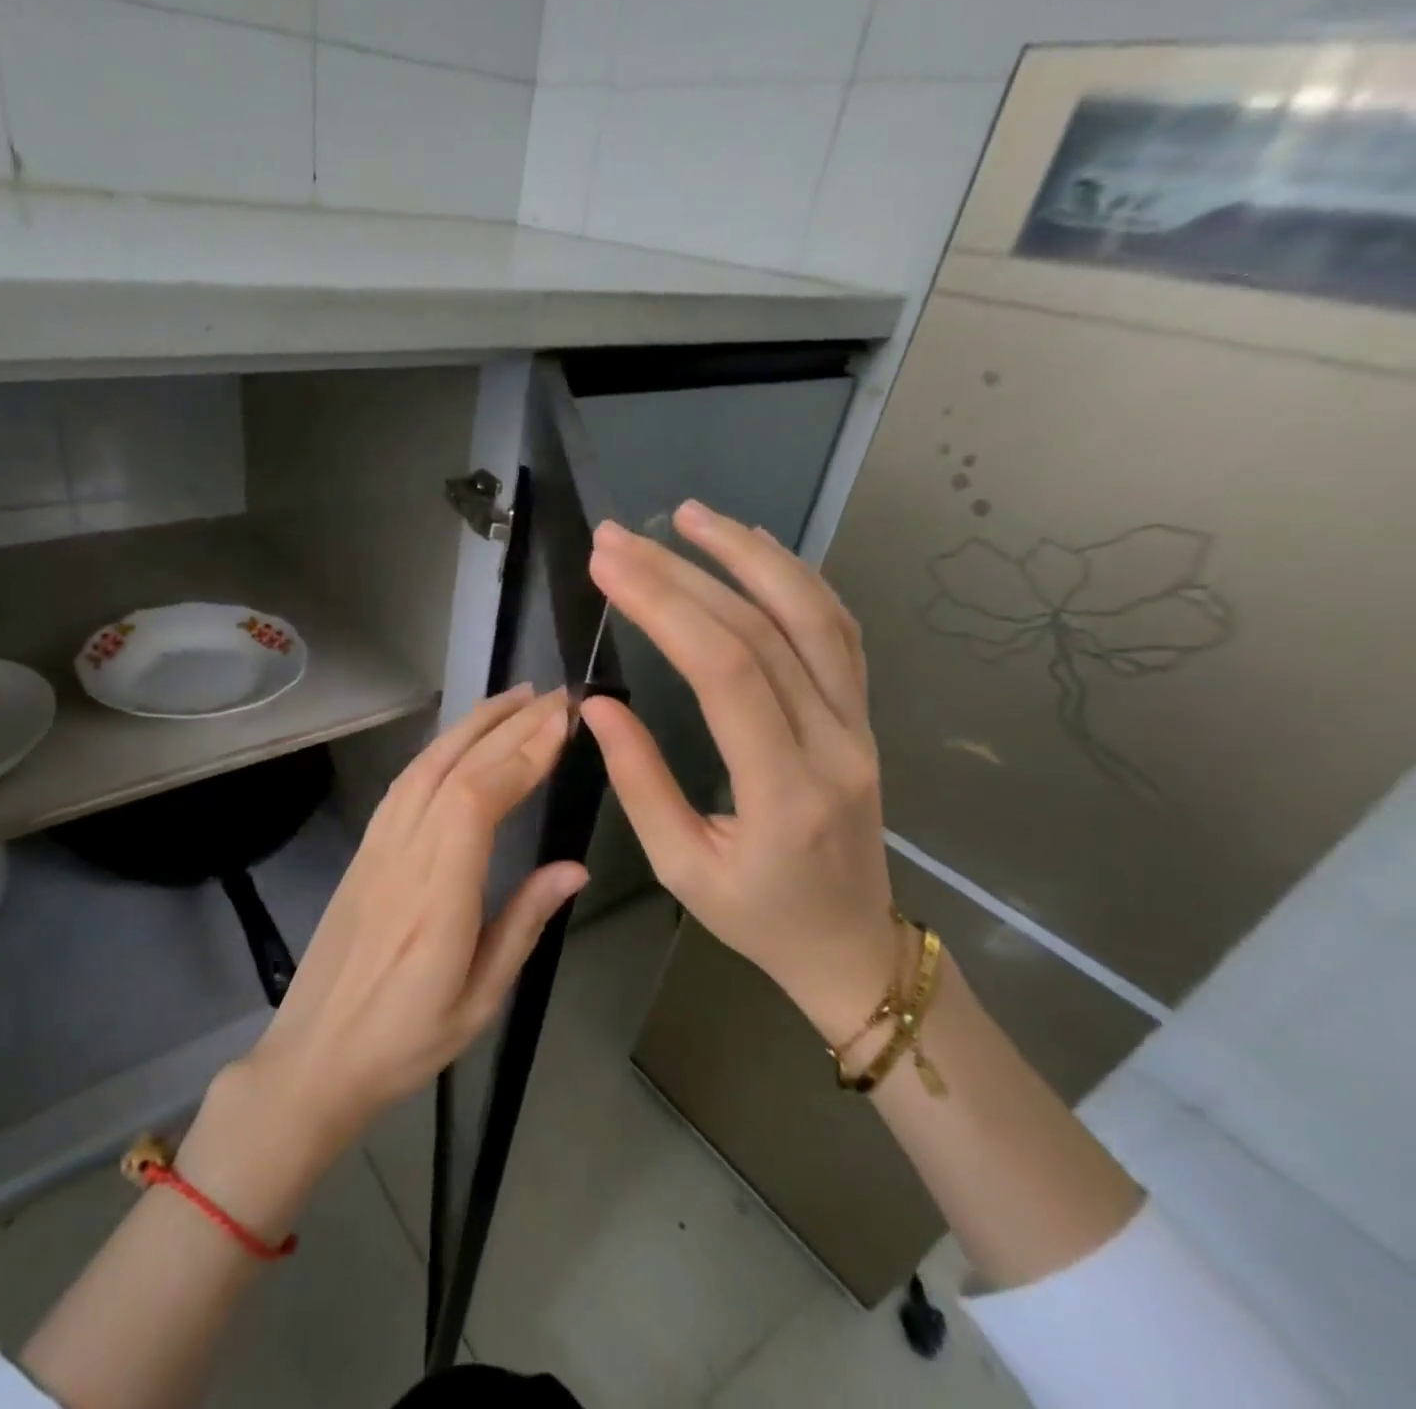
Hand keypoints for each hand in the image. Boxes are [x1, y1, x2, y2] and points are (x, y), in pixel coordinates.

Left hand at [243, 685, 585, 1154]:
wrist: (314, 1057)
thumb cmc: (404, 1041)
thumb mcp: (480, 999)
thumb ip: (523, 923)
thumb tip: (574, 867)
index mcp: (437, 893)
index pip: (478, 796)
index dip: (521, 751)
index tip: (564, 721)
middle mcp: (403, 853)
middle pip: (455, 767)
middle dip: (509, 723)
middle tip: (556, 695)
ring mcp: (377, 846)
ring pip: (425, 764)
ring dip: (471, 724)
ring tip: (515, 700)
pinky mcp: (364, 850)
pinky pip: (404, 783)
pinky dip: (438, 749)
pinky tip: (460, 741)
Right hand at [579, 501, 896, 1037]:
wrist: (850, 944)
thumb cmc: (757, 917)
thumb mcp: (681, 868)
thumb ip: (640, 783)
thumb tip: (598, 705)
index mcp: (784, 792)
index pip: (726, 673)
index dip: (665, 607)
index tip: (608, 566)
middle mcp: (833, 744)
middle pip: (761, 630)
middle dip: (682, 572)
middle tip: (617, 538)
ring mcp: (858, 724)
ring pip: (814, 615)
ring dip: (749, 554)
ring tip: (690, 515)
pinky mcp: (860, 715)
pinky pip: (837, 632)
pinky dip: (795, 578)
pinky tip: (754, 548)